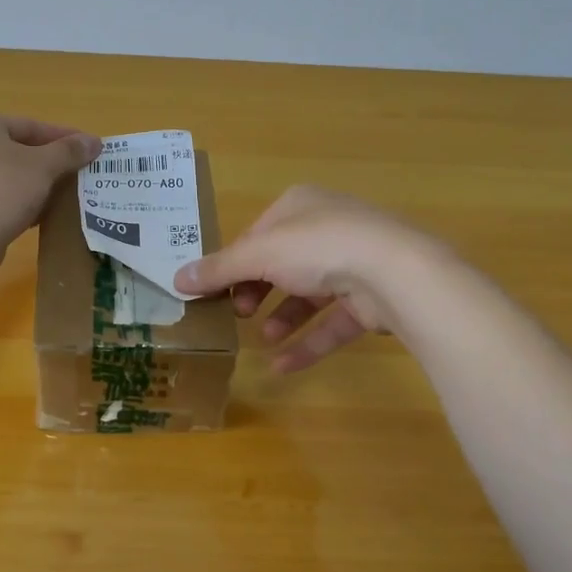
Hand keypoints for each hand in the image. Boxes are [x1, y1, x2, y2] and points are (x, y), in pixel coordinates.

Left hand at [0, 111, 101, 276]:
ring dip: (40, 183)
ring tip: (69, 194)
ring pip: (12, 174)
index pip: (33, 126)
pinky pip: (0, 195)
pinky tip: (45, 213)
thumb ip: (69, 151)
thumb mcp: (43, 166)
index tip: (92, 149)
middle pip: (21, 149)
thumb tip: (94, 141)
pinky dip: (23, 200)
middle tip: (82, 172)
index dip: (66, 138)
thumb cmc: (3, 190)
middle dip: (53, 162)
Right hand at [175, 185, 450, 371]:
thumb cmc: (318, 248)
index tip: (214, 292)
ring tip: (262, 338)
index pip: (257, 235)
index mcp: (300, 205)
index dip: (234, 264)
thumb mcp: (259, 255)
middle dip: (257, 292)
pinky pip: (332, 322)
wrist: (395, 273)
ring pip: (309, 294)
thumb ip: (220, 268)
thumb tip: (176, 279)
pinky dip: (308, 342)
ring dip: (282, 318)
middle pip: (281, 264)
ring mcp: (354, 263)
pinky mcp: (371, 299)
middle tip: (237, 314)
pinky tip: (283, 365)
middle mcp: (328, 228)